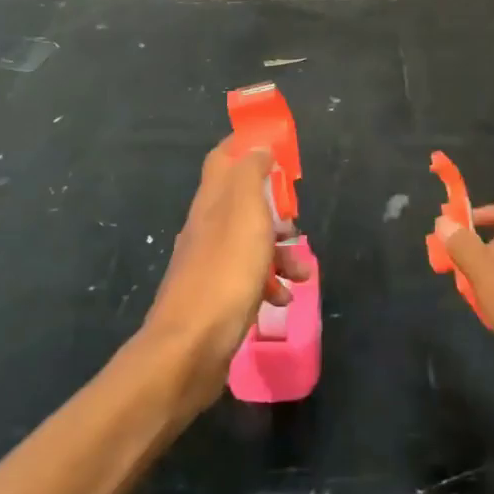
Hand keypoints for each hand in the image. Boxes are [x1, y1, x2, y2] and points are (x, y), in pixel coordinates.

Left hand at [141, 138, 310, 413]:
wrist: (190, 347)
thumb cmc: (226, 271)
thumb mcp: (246, 212)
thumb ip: (251, 174)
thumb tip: (257, 147)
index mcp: (212, 200)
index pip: (223, 157)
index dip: (246, 145)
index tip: (275, 146)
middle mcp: (207, 227)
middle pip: (242, 201)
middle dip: (274, 207)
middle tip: (295, 217)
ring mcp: (210, 263)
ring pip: (251, 242)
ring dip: (280, 251)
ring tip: (302, 270)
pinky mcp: (217, 296)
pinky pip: (249, 278)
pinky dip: (269, 283)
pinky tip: (283, 298)